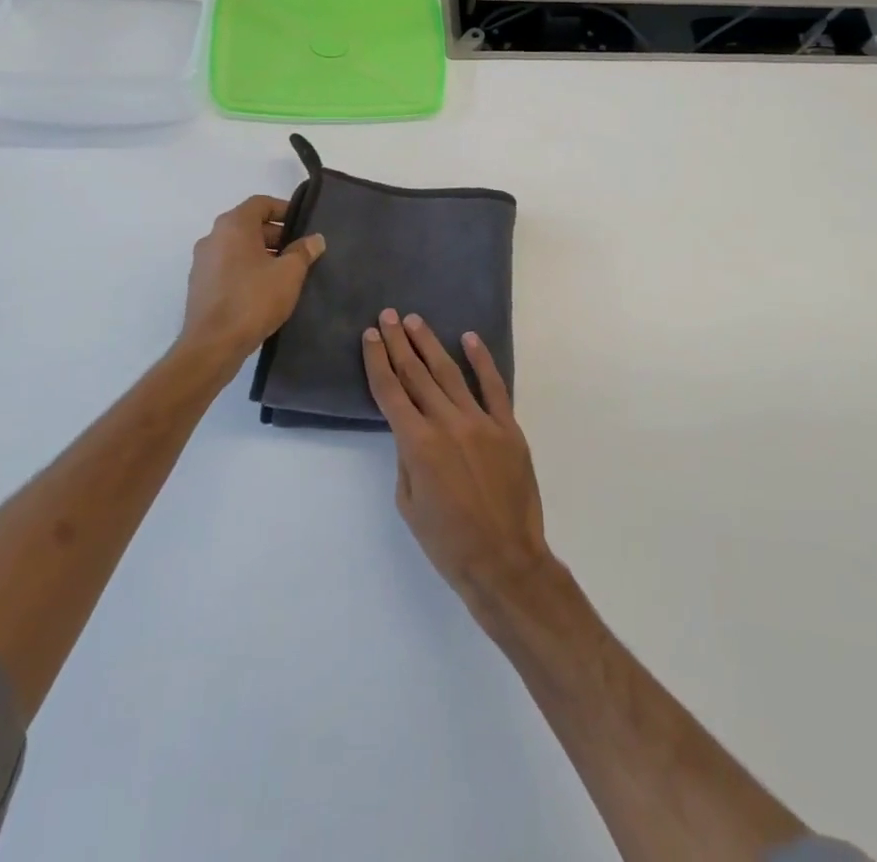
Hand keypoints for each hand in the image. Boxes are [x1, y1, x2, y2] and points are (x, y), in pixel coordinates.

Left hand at [180, 196, 324, 366]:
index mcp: (233, 226)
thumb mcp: (289, 274)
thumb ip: (303, 252)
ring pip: (237, 246)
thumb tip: (314, 239)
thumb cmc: (253, 300)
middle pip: (248, 224)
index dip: (284, 209)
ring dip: (262, 253)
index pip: (260, 203)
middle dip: (276, 234)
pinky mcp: (199, 284)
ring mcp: (202, 261)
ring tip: (285, 272)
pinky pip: (228, 265)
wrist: (212, 345)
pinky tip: (264, 289)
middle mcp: (213, 237)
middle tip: (299, 250)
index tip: (303, 224)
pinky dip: (246, 268)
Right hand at [362, 309, 553, 608]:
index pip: (390, 391)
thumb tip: (411, 429)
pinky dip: (481, 360)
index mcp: (417, 443)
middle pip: (416, 374)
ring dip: (430, 344)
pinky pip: (493, 386)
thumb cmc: (447, 541)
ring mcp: (481, 422)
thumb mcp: (408, 503)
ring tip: (415, 321)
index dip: (377, 361)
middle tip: (388, 316)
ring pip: (450, 373)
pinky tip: (470, 338)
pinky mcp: (508, 427)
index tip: (369, 336)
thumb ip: (406, 458)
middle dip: (399, 342)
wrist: (504, 560)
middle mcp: (447, 423)